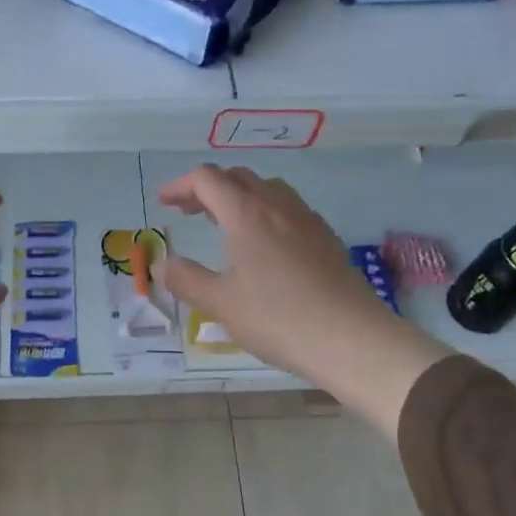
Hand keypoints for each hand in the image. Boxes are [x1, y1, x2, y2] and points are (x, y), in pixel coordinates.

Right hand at [157, 165, 448, 434]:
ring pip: (266, 189)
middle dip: (207, 188)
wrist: (351, 338)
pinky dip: (264, 211)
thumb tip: (163, 263)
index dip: (180, 185)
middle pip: (237, 177)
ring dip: (238, 196)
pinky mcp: (326, 237)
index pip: (207, 179)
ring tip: (223, 223)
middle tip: (188, 211)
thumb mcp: (221, 303)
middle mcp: (277, 205)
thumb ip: (186, 279)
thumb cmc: (278, 318)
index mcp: (246, 214)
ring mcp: (307, 219)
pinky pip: (288, 208)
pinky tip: (264, 244)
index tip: (164, 203)